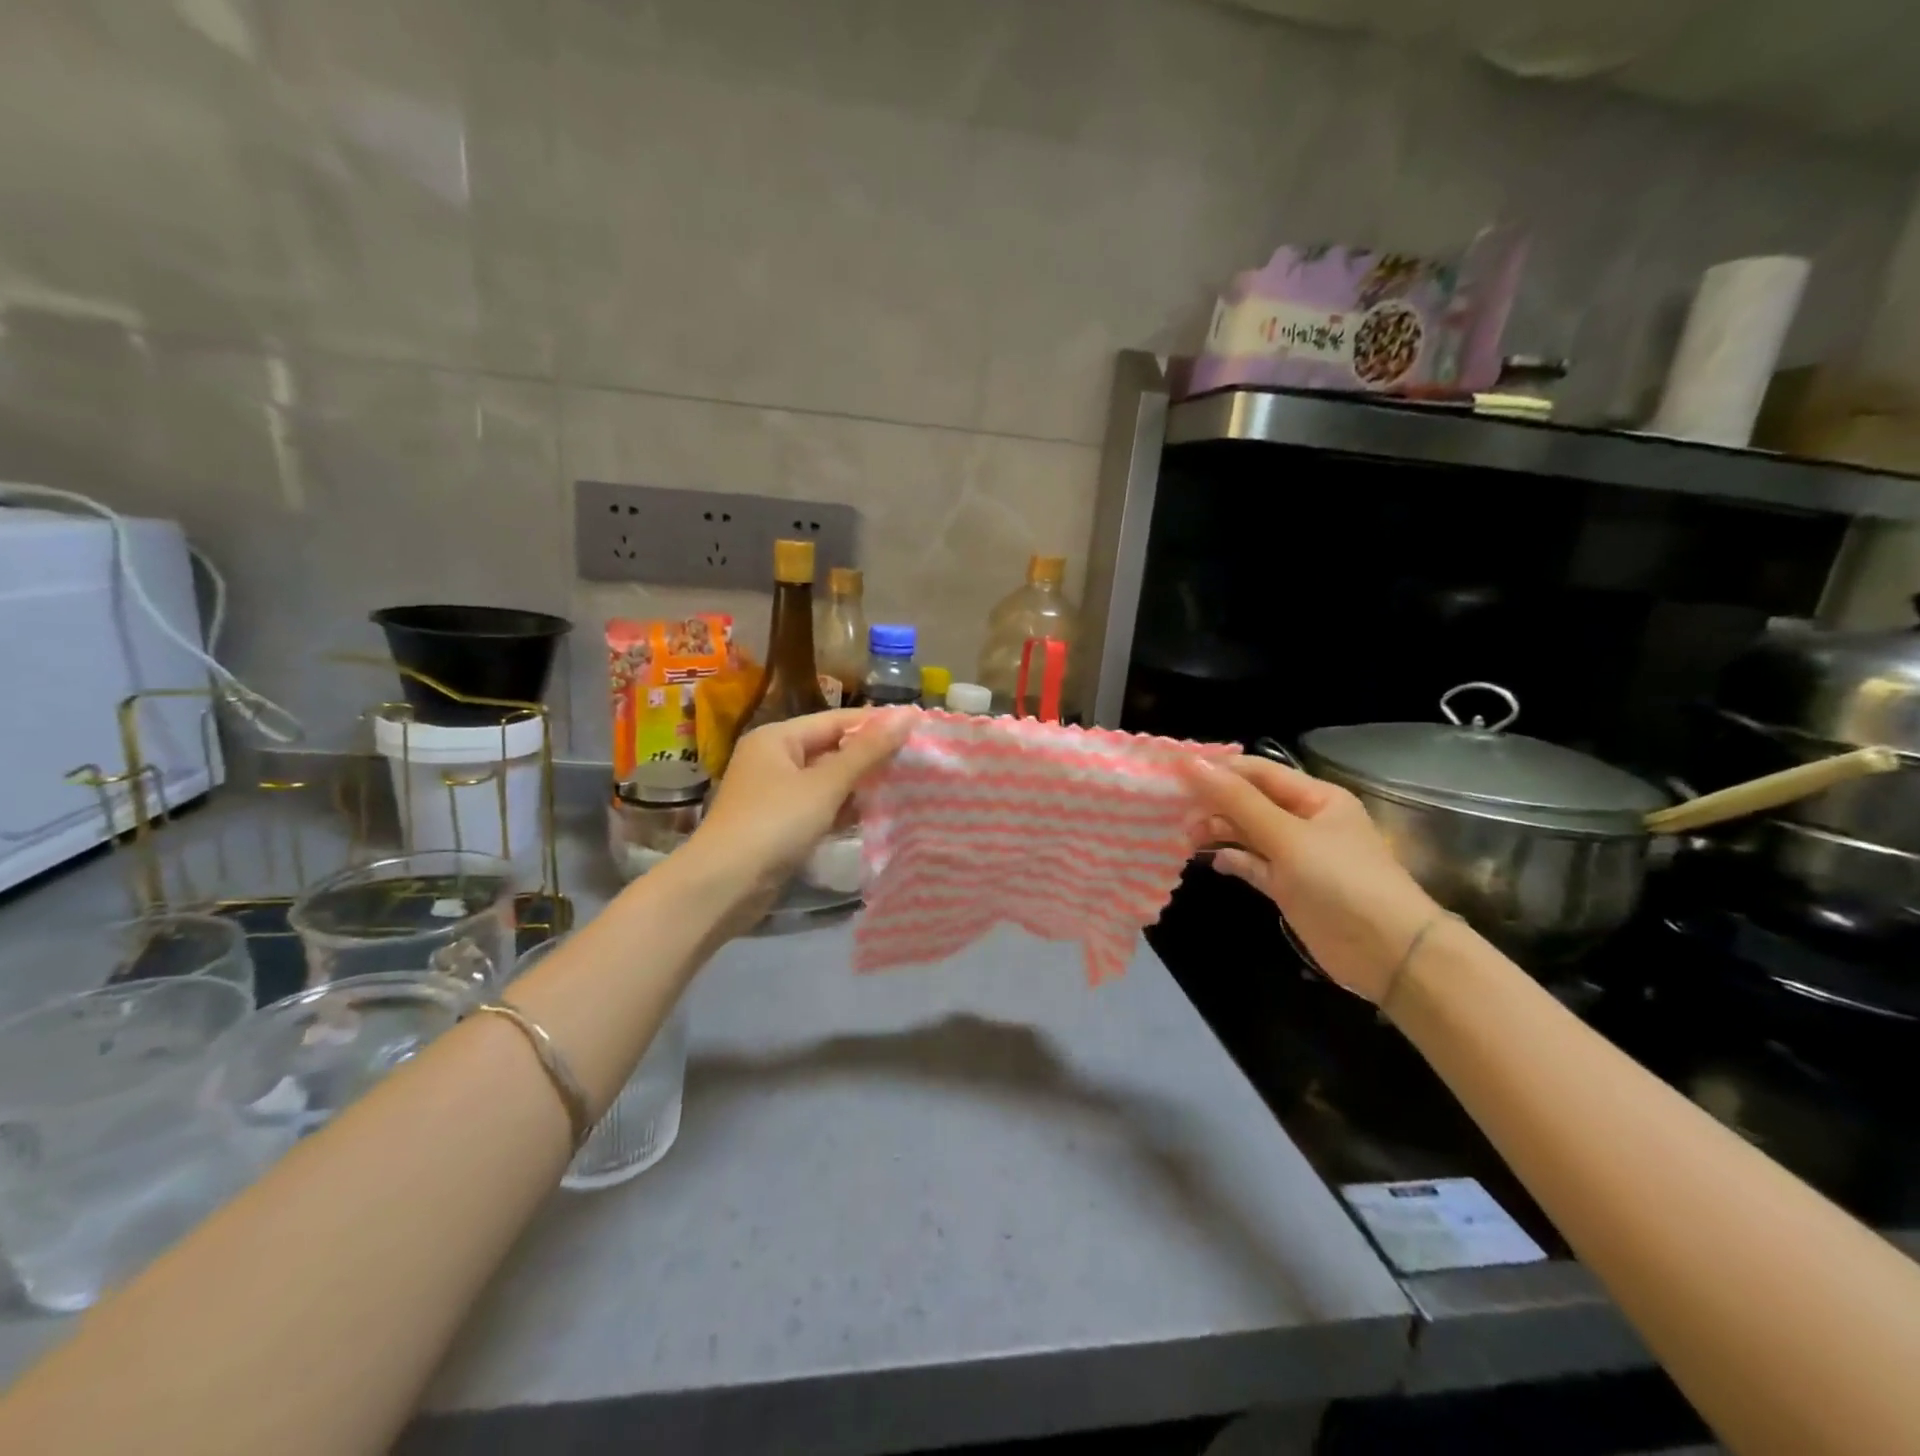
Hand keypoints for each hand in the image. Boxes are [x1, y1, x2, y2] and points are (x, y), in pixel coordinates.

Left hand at [684, 709, 911, 913]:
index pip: (837, 720)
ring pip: (827, 780)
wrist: (723, 886)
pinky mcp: (779, 824)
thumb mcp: (825, 784)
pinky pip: (819, 806)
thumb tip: (908, 715)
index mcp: (778, 737)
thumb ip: (868, 751)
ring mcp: (775, 793)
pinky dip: (843, 809)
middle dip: (871, 756)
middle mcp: (774, 758)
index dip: (877, 723)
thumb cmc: (774, 823)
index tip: (919, 728)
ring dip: (860, 785)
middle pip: (832, 748)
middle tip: (917, 761)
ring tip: (905, 785)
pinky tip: (875, 814)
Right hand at [1183, 755, 1442, 1003]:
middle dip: (1214, 805)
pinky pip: (1254, 864)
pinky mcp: (1290, 887)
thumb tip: (1191, 765)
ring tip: (1188, 839)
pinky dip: (1234, 860)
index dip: (1218, 771)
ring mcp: (1298, 856)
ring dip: (1219, 832)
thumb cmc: (1340, 881)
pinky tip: (1213, 862)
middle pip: (1250, 802)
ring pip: (1248, 833)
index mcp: (1315, 797)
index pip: (1258, 772)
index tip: (1174, 777)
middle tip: (1175, 816)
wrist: (1388, 953)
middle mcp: (1306, 821)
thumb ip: (1237, 801)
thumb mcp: (1286, 836)